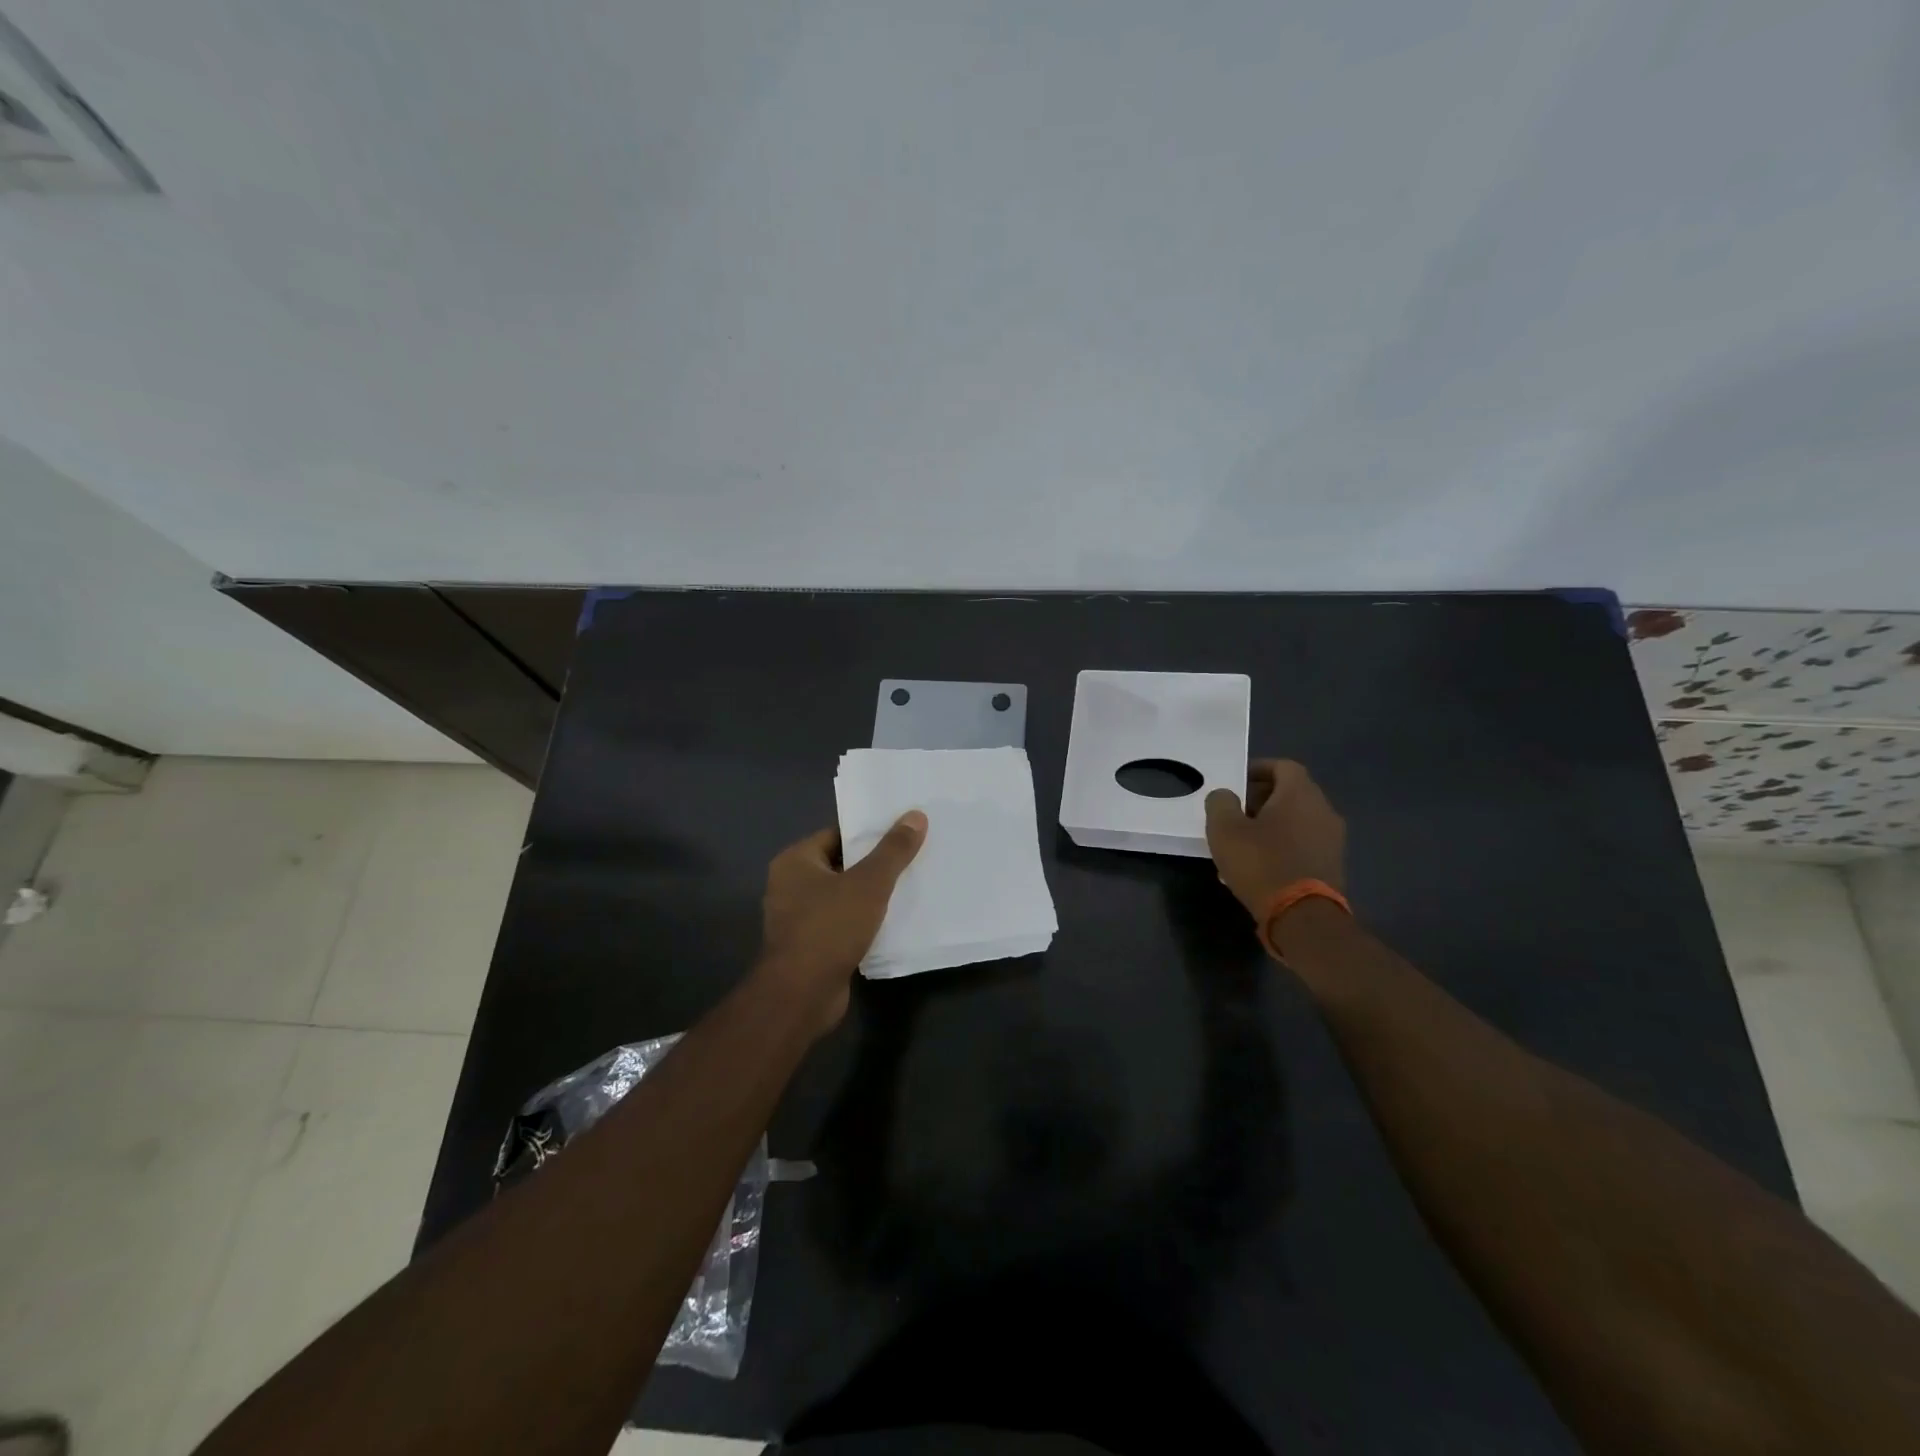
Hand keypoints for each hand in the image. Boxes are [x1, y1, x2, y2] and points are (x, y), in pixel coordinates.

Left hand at [755, 812, 926, 1032]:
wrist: (802, 995)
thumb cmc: (829, 928)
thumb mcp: (869, 883)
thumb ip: (893, 850)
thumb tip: (915, 815)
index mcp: (795, 861)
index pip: (837, 834)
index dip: (870, 832)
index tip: (903, 830)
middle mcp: (790, 885)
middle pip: (842, 864)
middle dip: (875, 864)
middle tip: (914, 856)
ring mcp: (798, 918)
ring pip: (844, 896)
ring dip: (872, 895)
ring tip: (911, 885)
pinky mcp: (810, 946)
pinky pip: (843, 923)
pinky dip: (864, 921)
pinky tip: (894, 920)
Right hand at [1204, 760, 1345, 919]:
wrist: (1303, 917)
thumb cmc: (1262, 863)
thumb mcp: (1224, 829)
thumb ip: (1220, 803)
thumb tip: (1225, 795)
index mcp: (1300, 794)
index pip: (1283, 766)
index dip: (1258, 769)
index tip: (1236, 782)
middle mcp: (1324, 810)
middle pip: (1292, 793)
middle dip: (1262, 799)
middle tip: (1235, 813)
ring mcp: (1333, 840)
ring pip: (1298, 820)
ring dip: (1272, 824)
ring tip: (1244, 842)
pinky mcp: (1333, 866)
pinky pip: (1304, 844)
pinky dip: (1284, 845)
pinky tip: (1261, 865)